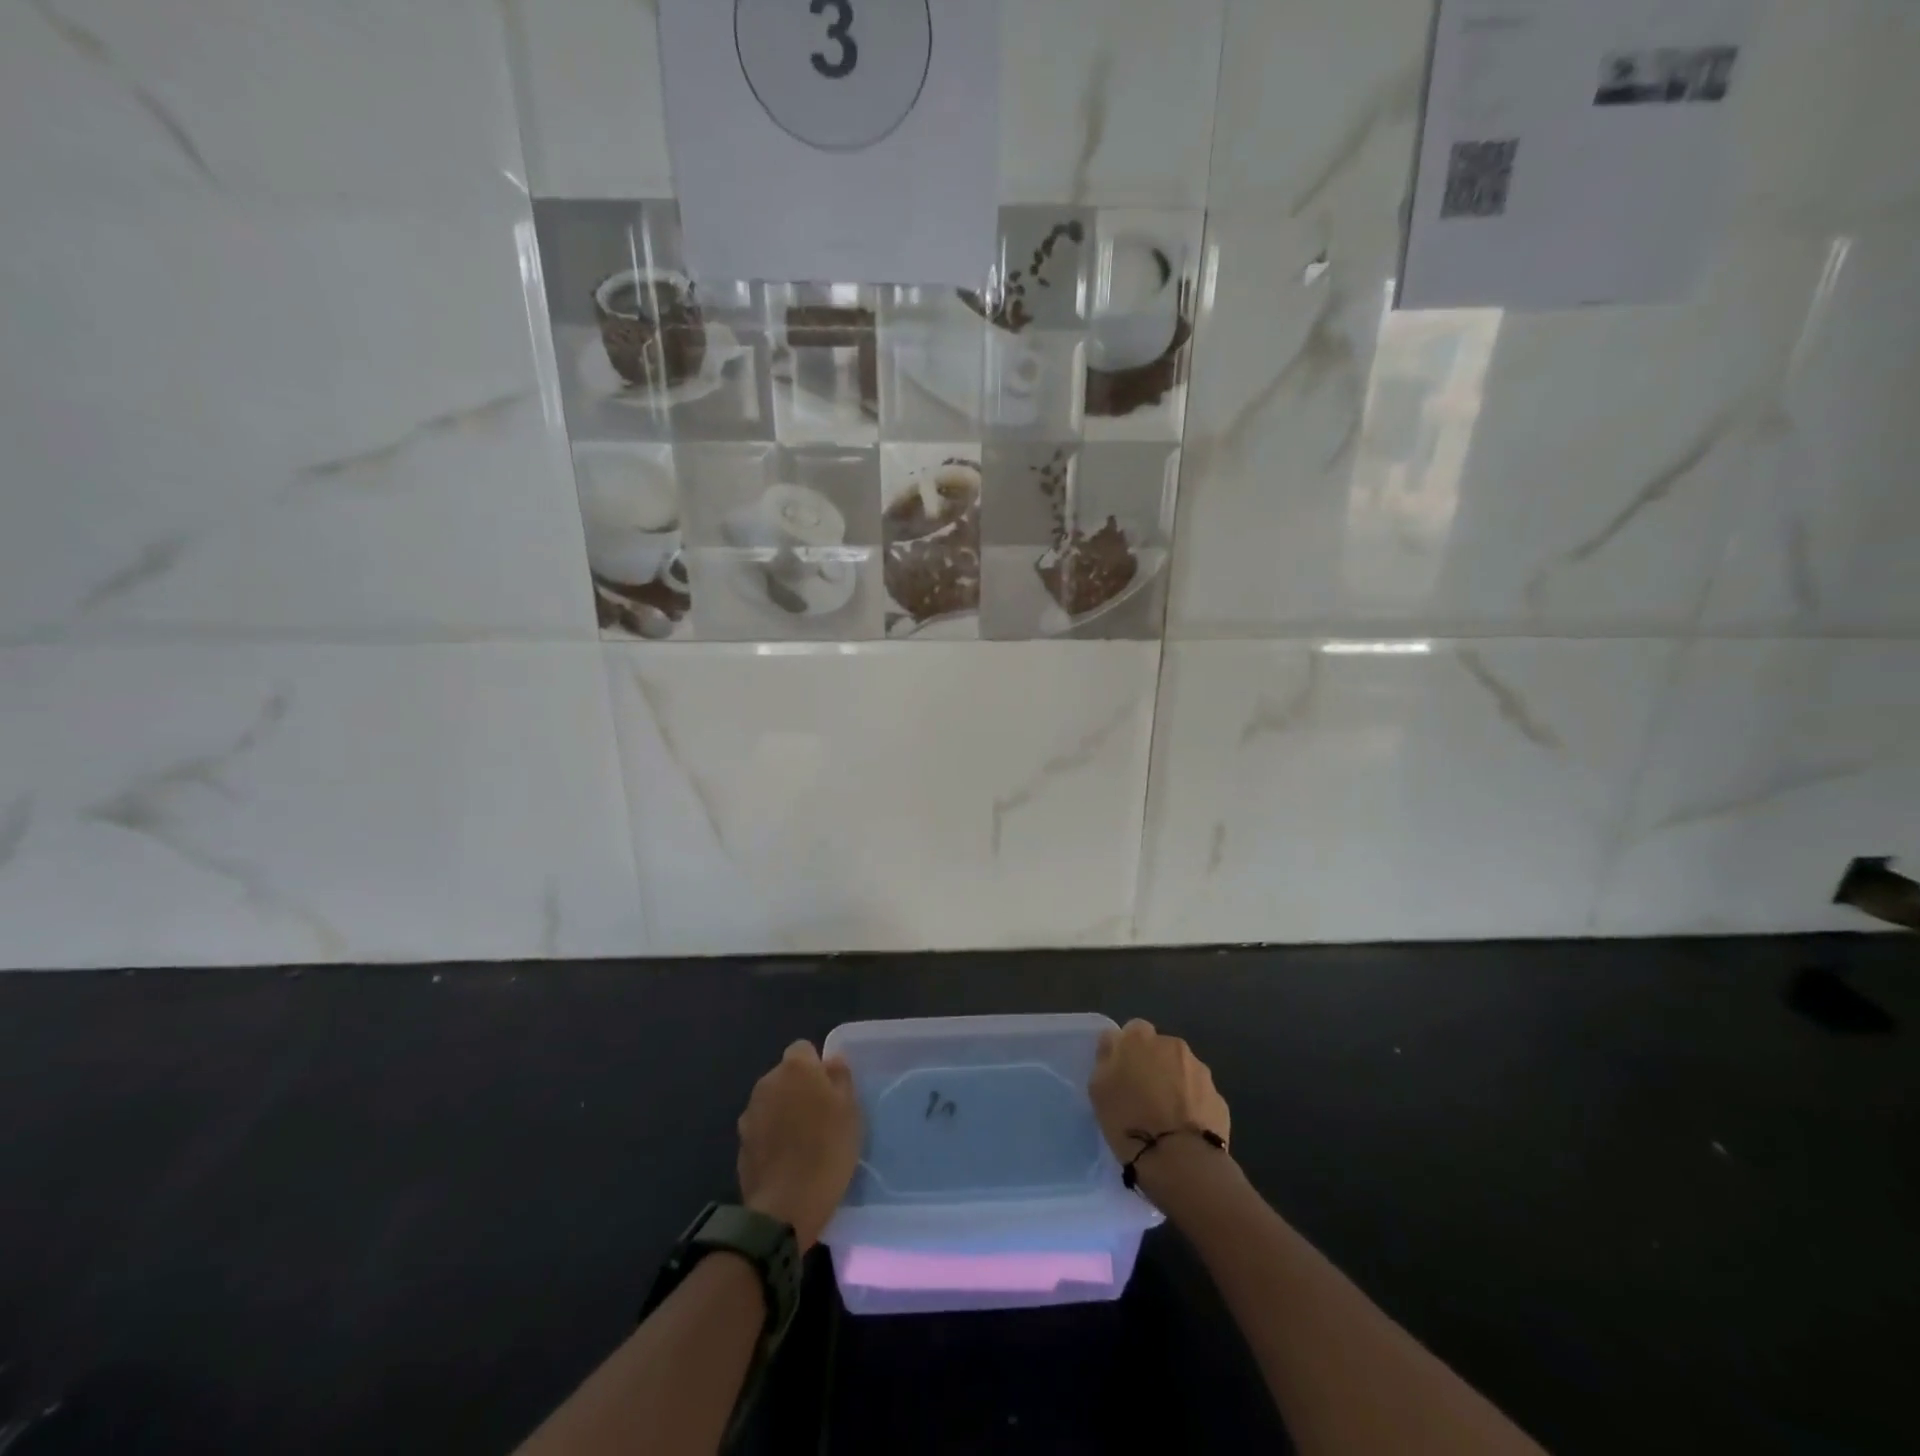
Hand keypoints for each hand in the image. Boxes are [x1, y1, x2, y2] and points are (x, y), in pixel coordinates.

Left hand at [737, 1040, 861, 1250]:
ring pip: (772, 1102)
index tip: (831, 1091)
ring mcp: (749, 1114)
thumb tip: (832, 1060)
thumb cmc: (827, 1150)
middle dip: (800, 1089)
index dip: (817, 1067)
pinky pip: (762, 1129)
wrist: (785, 1207)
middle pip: (785, 1076)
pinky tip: (787, 1161)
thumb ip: (840, 1078)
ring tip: (804, 1142)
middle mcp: (766, 1083)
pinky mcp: (741, 1144)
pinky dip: (772, 1137)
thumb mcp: (850, 1110)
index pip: (803, 1049)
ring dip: (784, 1113)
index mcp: (794, 1068)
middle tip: (822, 1117)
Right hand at [1089, 1019, 1230, 1165]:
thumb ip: (1106, 1057)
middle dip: (1153, 1065)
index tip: (1122, 1074)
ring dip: (1174, 1084)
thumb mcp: (1098, 1087)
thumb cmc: (1129, 1120)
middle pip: (1160, 1049)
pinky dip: (1192, 1106)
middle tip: (1142, 1096)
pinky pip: (1199, 1096)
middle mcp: (1173, 1045)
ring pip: (1182, 1071)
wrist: (1179, 1159)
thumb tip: (1115, 1044)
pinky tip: (1183, 1130)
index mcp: (1140, 1038)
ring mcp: (1200, 1071)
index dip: (1127, 1051)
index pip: (1132, 1030)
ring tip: (1165, 1117)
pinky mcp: (1218, 1098)